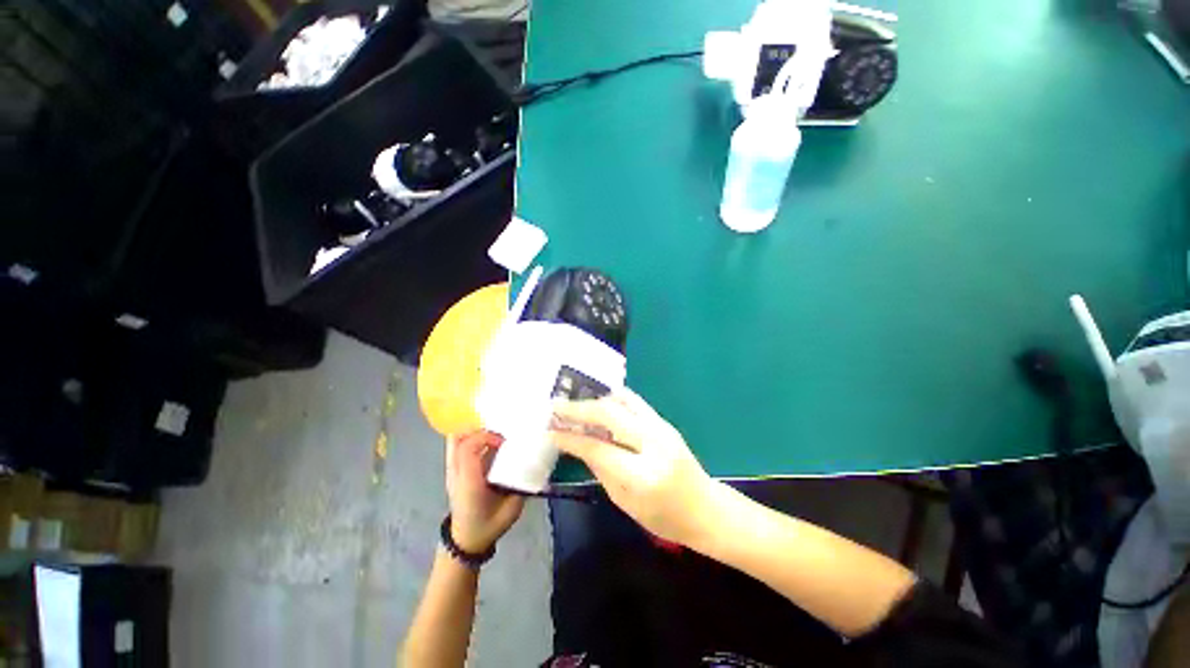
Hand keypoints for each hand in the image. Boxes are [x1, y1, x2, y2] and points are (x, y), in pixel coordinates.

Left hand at [446, 431, 524, 552]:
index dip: (486, 437)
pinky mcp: (454, 470)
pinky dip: (470, 438)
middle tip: (498, 429)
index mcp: (470, 482)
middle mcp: (458, 472)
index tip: (503, 440)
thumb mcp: (511, 508)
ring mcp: (452, 471)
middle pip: (457, 439)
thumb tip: (536, 463)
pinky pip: (457, 447)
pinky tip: (488, 440)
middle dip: (478, 428)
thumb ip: (522, 486)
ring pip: (454, 440)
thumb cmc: (490, 524)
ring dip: (474, 431)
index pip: (468, 448)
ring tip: (494, 431)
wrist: (467, 540)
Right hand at [548, 388, 718, 544]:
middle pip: (610, 414)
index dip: (571, 438)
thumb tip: (576, 443)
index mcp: (642, 474)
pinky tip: (598, 404)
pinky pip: (634, 402)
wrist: (706, 508)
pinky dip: (612, 401)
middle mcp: (653, 442)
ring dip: (595, 400)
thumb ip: (600, 468)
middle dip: (579, 409)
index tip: (551, 431)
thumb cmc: (664, 517)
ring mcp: (662, 427)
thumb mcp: (624, 501)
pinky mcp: (664, 421)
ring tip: (575, 403)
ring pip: (622, 400)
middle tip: (556, 406)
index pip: (598, 448)